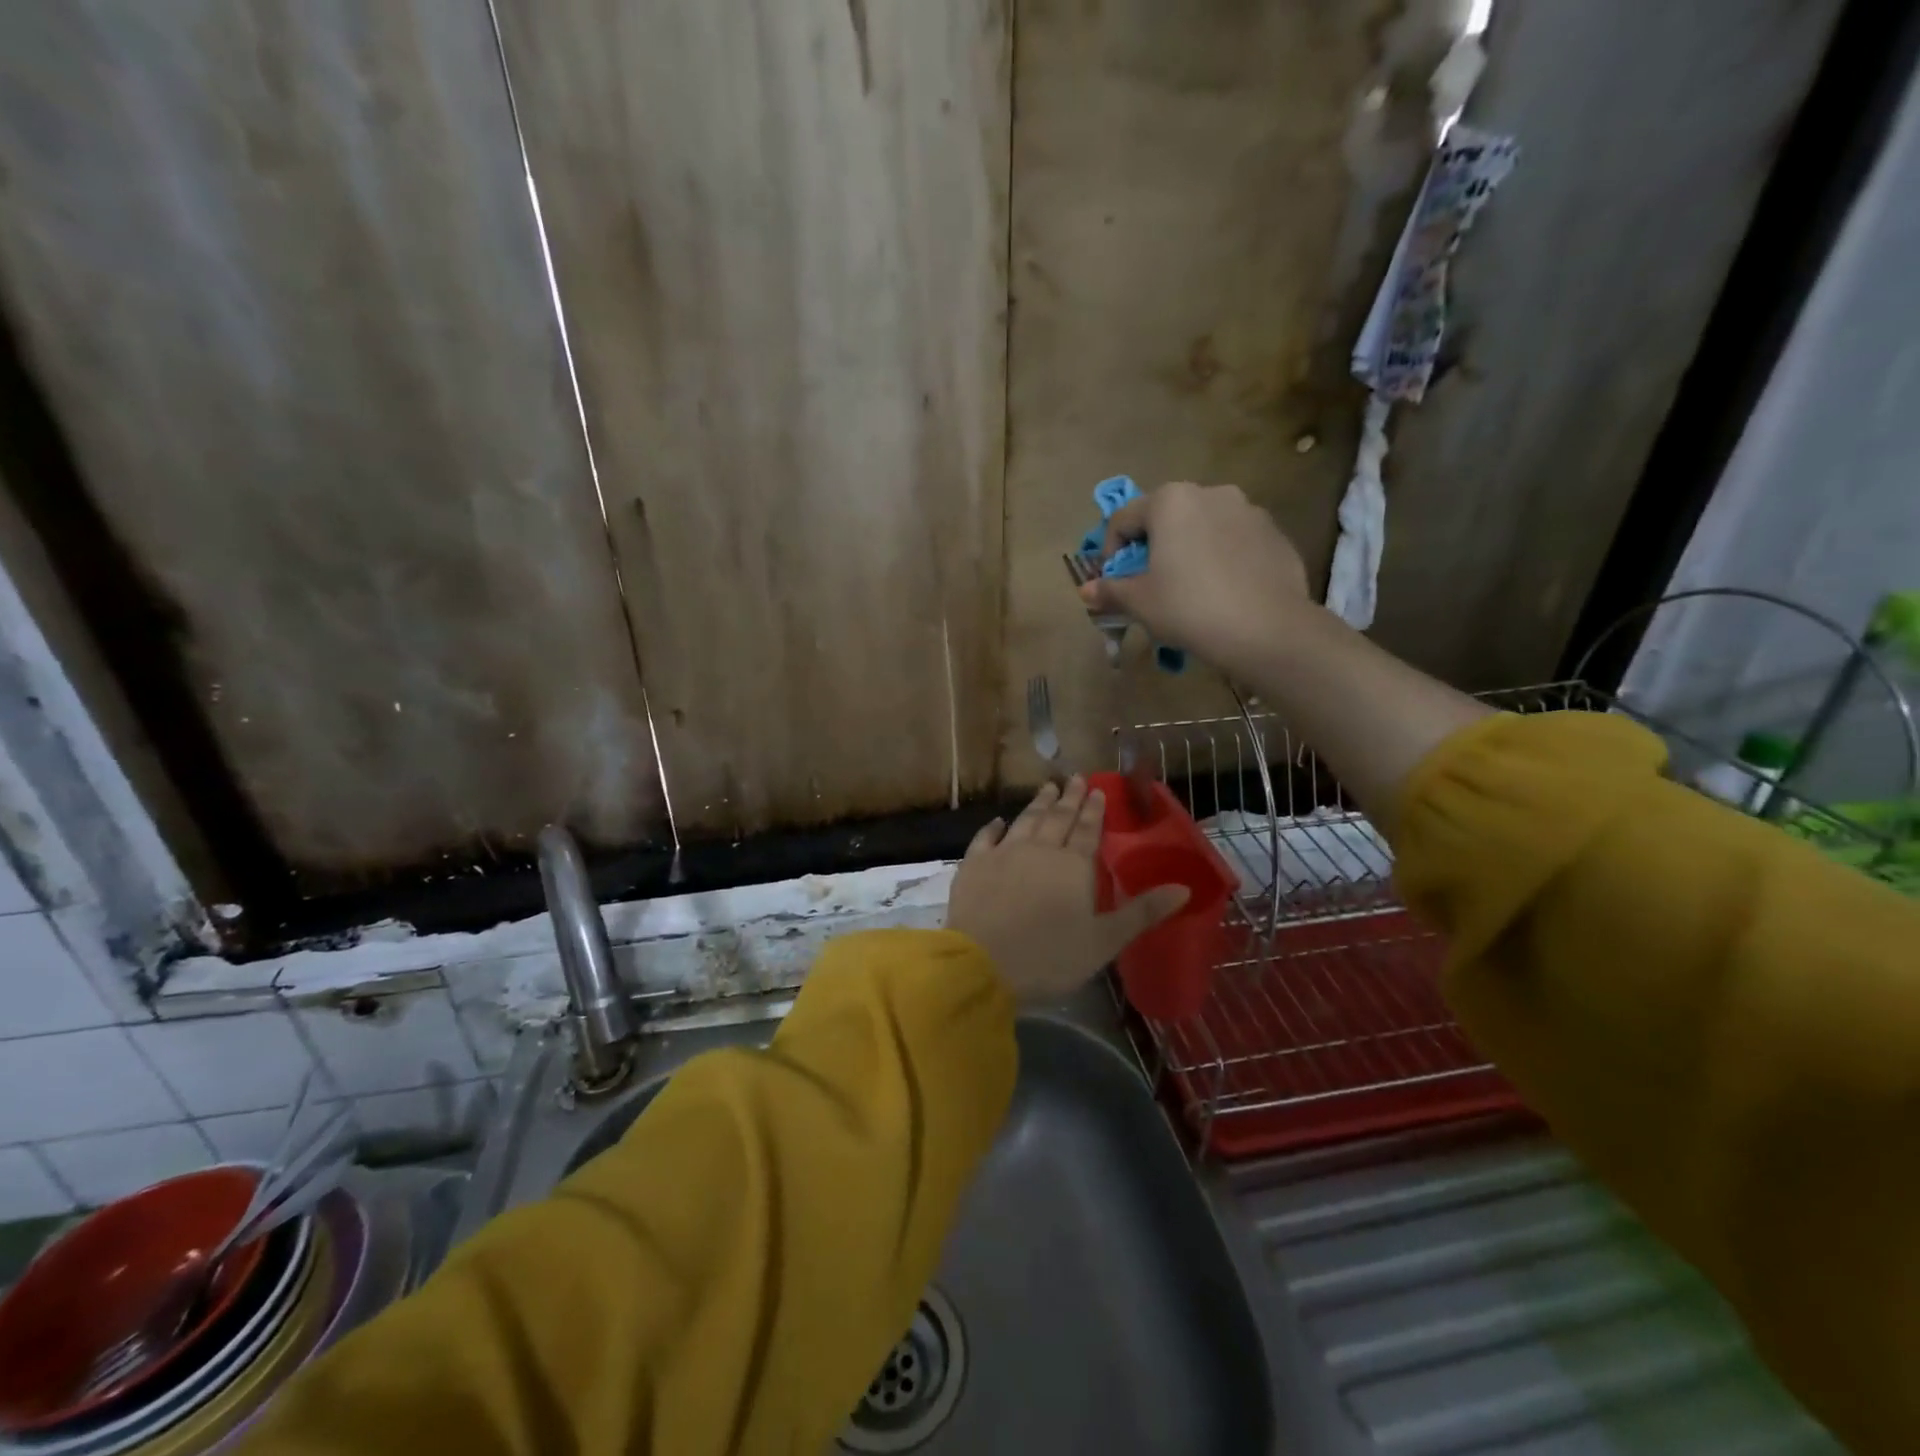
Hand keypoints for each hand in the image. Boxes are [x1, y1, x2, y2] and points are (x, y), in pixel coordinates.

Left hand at [945, 777, 1190, 1003]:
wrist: (982, 963)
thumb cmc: (1050, 956)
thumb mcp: (1104, 941)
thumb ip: (1143, 912)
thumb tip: (1184, 888)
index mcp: (1074, 866)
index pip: (1088, 830)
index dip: (1094, 809)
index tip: (1097, 788)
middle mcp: (1040, 849)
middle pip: (1057, 818)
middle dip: (1069, 797)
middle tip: (1074, 777)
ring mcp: (1004, 854)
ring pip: (1025, 821)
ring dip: (1037, 803)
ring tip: (1047, 788)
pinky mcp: (974, 865)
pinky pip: (986, 838)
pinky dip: (994, 827)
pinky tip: (999, 821)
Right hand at [1077, 482, 1312, 673]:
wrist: (1266, 629)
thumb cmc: (1189, 608)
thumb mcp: (1139, 603)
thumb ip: (1110, 591)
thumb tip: (1086, 591)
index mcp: (1171, 501)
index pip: (1123, 519)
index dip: (1110, 552)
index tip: (1113, 582)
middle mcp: (1211, 493)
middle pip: (1166, 518)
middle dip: (1152, 548)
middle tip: (1149, 584)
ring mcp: (1249, 511)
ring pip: (1203, 527)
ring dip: (1188, 550)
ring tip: (1189, 588)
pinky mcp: (1274, 534)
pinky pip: (1235, 542)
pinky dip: (1221, 559)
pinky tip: (1222, 592)